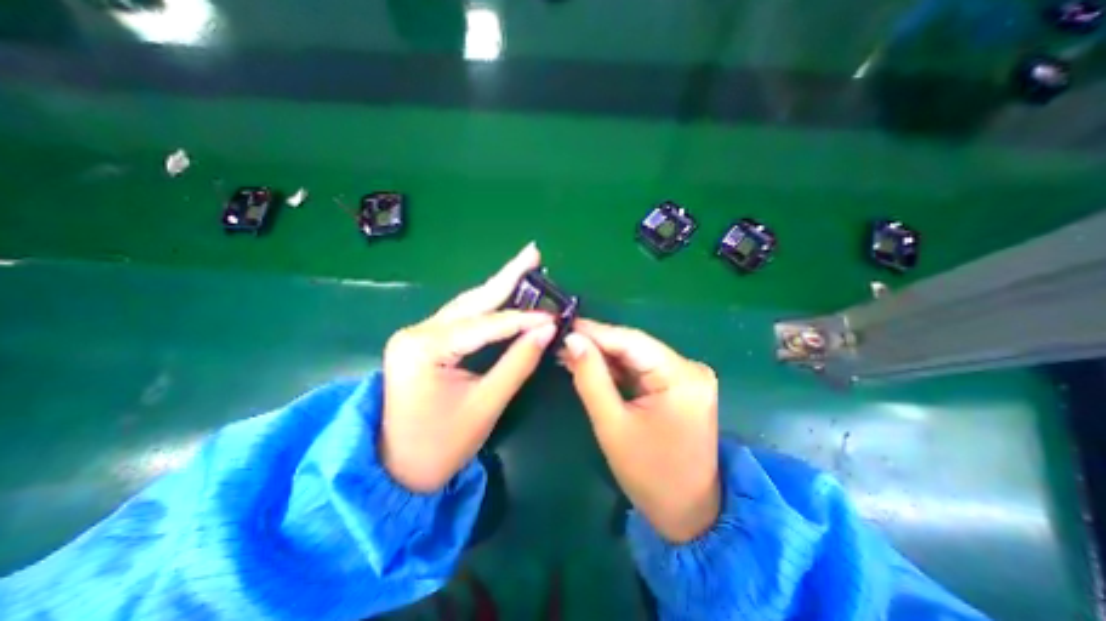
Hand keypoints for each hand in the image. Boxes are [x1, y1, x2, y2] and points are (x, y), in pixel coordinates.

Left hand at [383, 242, 557, 489]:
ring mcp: (418, 334)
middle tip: (532, 253)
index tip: (554, 316)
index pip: (486, 324)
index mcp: (425, 347)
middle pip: (473, 300)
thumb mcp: (485, 405)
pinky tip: (505, 294)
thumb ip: (518, 363)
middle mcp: (417, 331)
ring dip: (499, 287)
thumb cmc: (440, 445)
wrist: (396, 470)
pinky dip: (488, 307)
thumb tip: (547, 330)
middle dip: (507, 276)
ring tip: (524, 267)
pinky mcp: (424, 341)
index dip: (523, 319)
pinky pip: (463, 318)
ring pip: (468, 305)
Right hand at [559, 319, 721, 541]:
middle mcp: (690, 368)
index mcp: (681, 377)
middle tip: (561, 341)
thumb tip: (572, 340)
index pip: (630, 341)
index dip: (594, 331)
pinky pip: (641, 368)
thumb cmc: (649, 475)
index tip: (563, 325)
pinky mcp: (679, 384)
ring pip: (635, 355)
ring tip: (569, 352)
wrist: (688, 512)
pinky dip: (616, 369)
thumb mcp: (612, 425)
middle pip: (634, 346)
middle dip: (596, 344)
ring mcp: (687, 375)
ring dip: (603, 356)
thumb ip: (591, 378)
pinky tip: (591, 366)